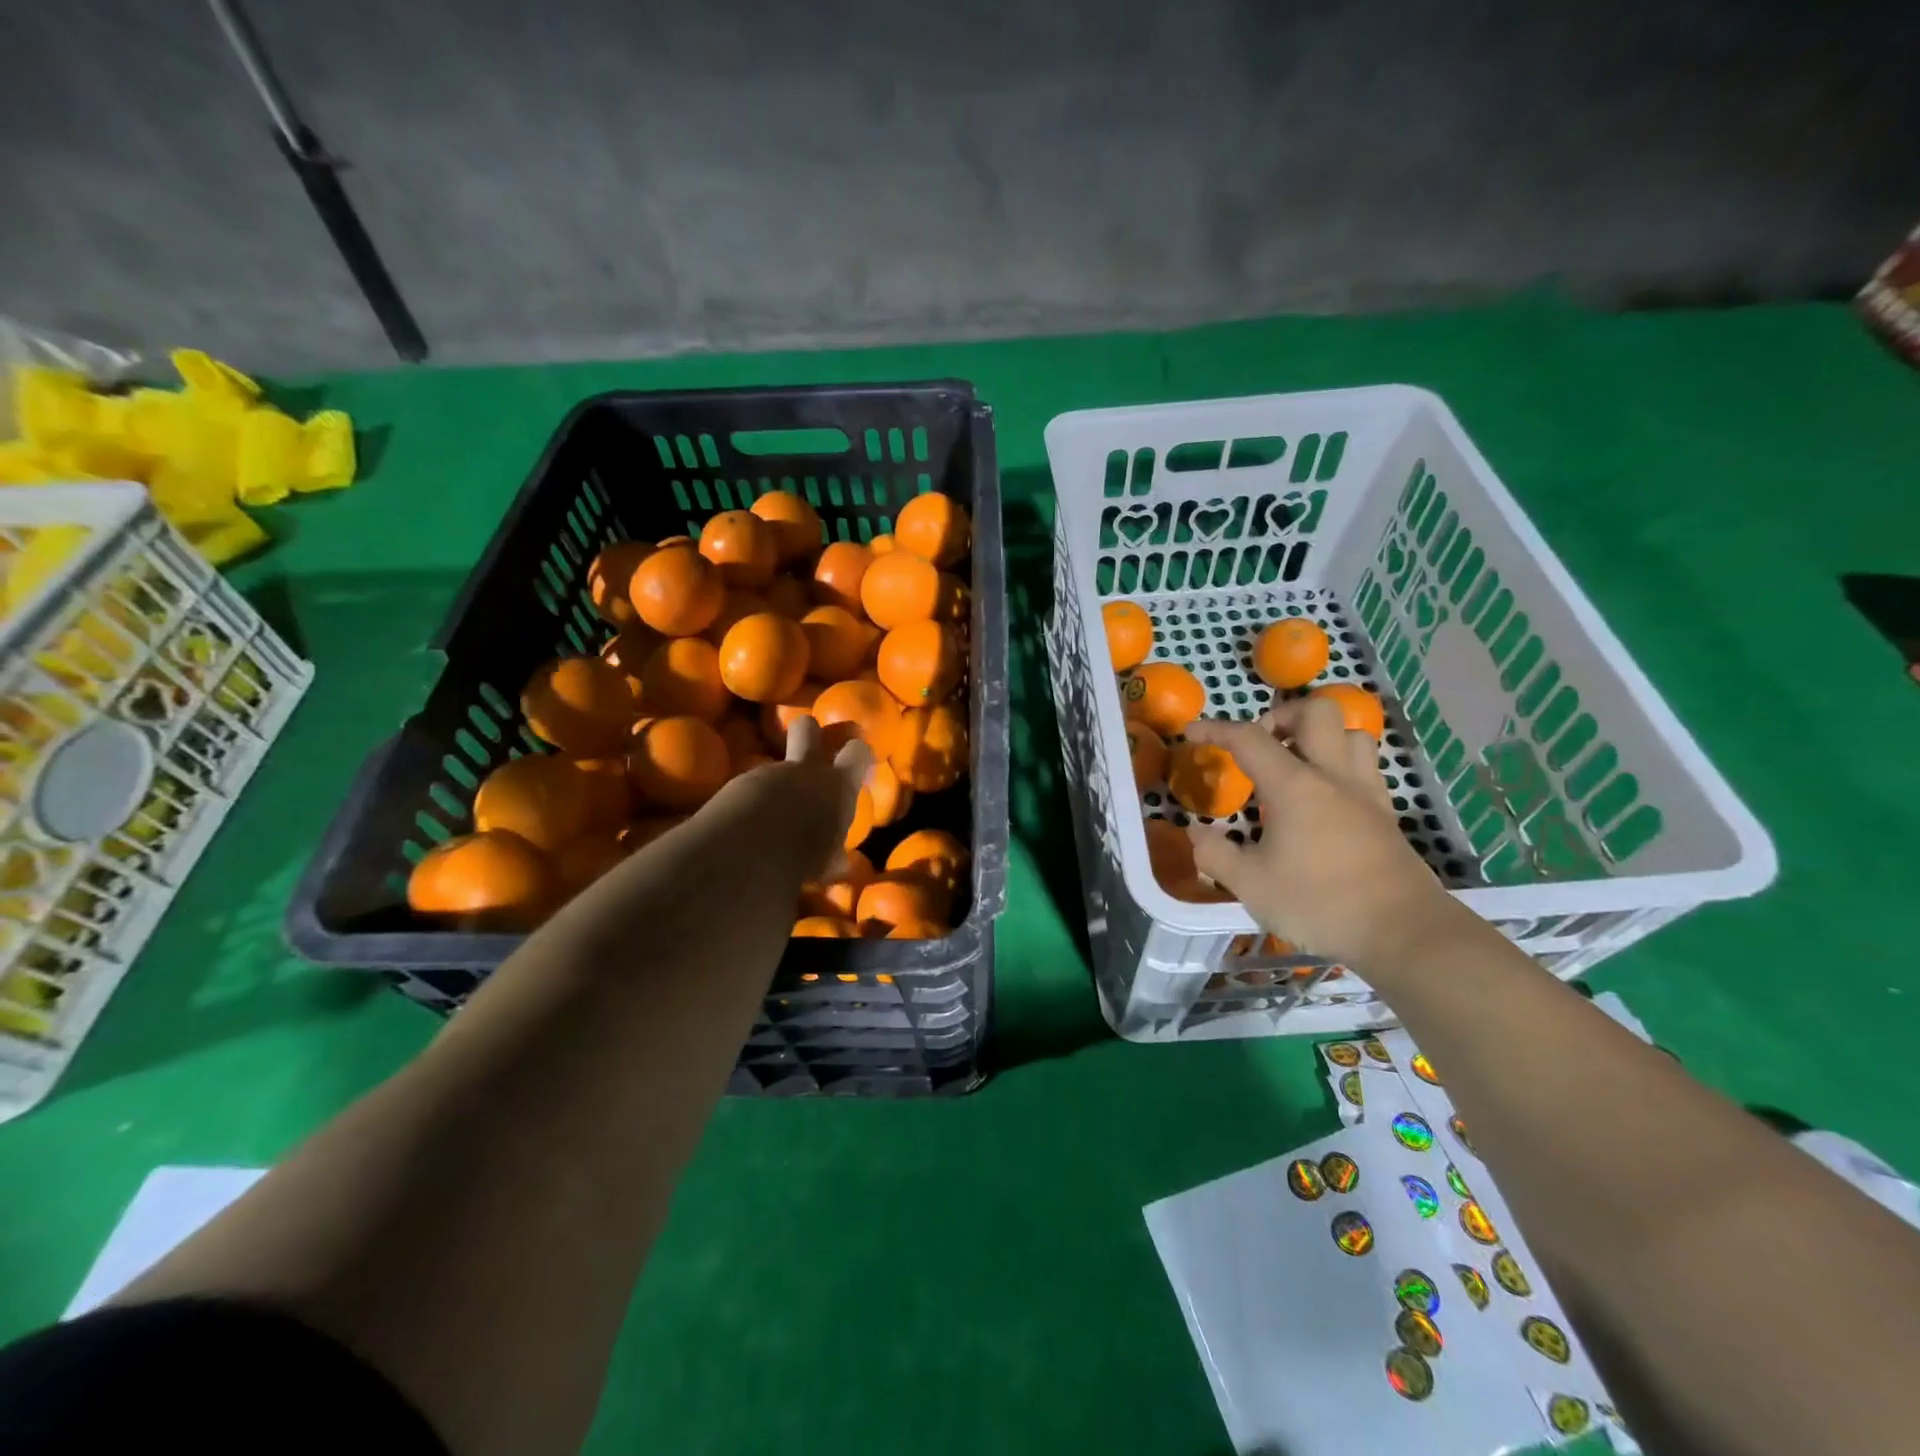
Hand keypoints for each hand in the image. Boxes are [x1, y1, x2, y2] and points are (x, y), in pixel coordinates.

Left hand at [706, 713, 870, 881]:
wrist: (750, 848)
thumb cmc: (803, 855)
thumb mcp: (826, 862)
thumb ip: (832, 855)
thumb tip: (838, 862)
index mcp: (837, 785)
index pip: (858, 751)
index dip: (859, 753)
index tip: (860, 763)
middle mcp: (804, 770)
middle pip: (807, 728)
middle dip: (809, 732)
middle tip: (810, 747)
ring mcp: (768, 773)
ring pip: (774, 765)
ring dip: (776, 782)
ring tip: (771, 809)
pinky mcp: (738, 783)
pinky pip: (749, 786)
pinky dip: (750, 800)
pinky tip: (746, 822)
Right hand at [1184, 700, 1458, 968]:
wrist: (1402, 932)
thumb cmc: (1319, 903)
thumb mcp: (1250, 885)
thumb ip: (1215, 854)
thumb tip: (1196, 834)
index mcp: (1294, 786)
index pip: (1249, 739)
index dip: (1216, 729)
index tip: (1192, 732)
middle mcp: (1333, 776)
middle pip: (1316, 712)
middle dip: (1282, 716)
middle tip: (1261, 745)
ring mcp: (1366, 792)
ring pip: (1350, 733)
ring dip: (1319, 736)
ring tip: (1296, 763)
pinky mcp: (1386, 814)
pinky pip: (1365, 766)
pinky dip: (1340, 764)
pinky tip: (1324, 795)